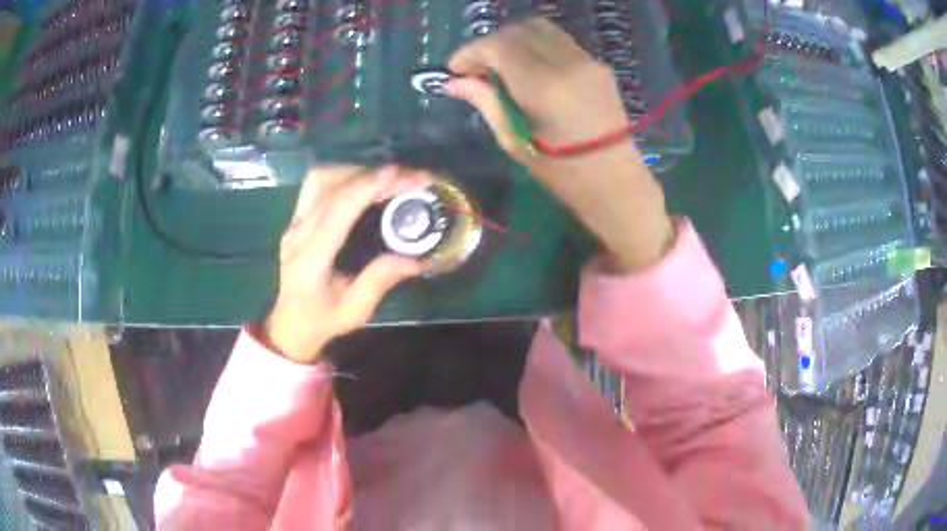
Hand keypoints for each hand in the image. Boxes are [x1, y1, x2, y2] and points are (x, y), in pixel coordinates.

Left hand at [263, 166, 427, 363]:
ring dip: (356, 171)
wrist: (289, 325)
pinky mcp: (297, 219)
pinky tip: (364, 183)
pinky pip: (317, 185)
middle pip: (331, 186)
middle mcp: (299, 233)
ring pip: (321, 179)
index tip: (399, 175)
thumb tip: (416, 259)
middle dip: (372, 175)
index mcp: (311, 257)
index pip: (338, 209)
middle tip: (409, 178)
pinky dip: (344, 176)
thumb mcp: (354, 311)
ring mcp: (294, 223)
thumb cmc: (322, 321)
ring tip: (389, 179)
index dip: (367, 186)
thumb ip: (379, 281)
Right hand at [446, 18, 674, 271]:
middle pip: (518, 30)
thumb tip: (453, 82)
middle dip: (490, 43)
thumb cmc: (563, 174)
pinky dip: (535, 46)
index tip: (454, 70)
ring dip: (513, 41)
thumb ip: (486, 102)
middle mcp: (568, 63)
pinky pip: (558, 41)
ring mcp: (588, 60)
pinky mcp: (598, 64)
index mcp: (544, 86)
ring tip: (501, 68)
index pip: (498, 46)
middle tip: (477, 69)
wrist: (617, 182)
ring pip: (540, 29)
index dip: (470, 52)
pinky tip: (528, 70)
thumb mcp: (515, 142)